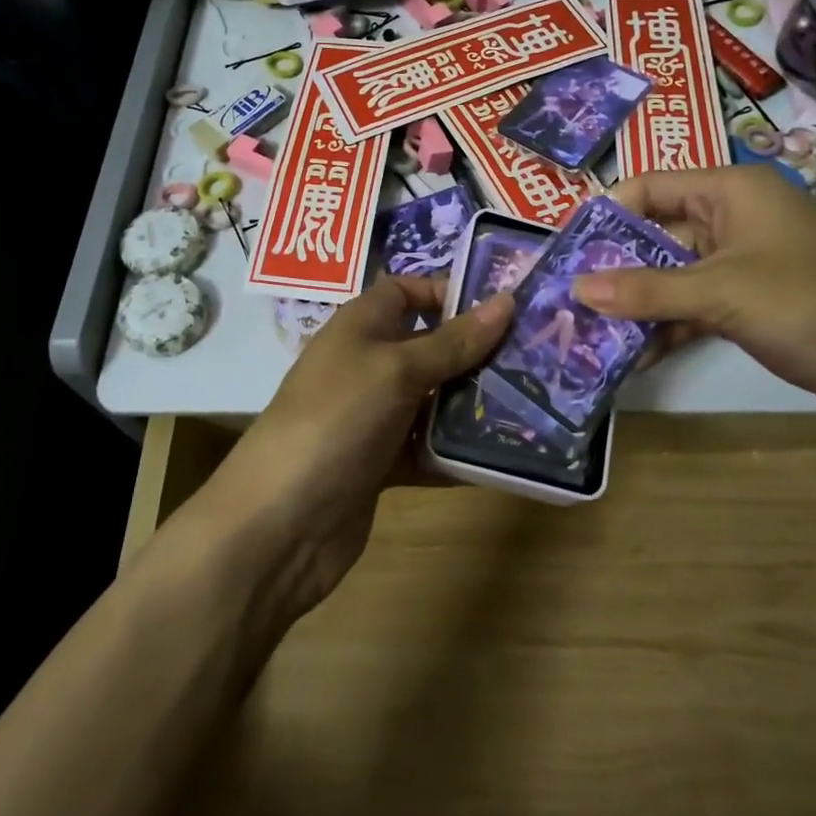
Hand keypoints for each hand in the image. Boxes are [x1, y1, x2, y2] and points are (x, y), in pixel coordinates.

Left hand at [202, 276, 512, 620]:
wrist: (281, 524)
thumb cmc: (337, 420)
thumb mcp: (396, 370)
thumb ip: (453, 341)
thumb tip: (506, 300)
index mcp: (359, 328)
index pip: (404, 292)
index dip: (446, 292)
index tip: (500, 307)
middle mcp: (365, 366)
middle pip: (427, 347)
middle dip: (475, 351)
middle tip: (534, 357)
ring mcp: (372, 418)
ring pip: (432, 400)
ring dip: (473, 403)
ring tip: (533, 403)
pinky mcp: (380, 465)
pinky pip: (427, 449)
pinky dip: (457, 452)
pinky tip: (504, 456)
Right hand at [573, 165, 815, 434]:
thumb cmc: (813, 305)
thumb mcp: (722, 292)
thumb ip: (647, 290)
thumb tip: (576, 287)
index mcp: (731, 191)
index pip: (649, 187)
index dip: (605, 214)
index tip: (564, 249)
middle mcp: (734, 219)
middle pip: (656, 233)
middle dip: (614, 267)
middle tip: (565, 300)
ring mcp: (744, 265)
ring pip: (673, 276)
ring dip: (636, 303)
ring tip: (587, 334)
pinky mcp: (753, 306)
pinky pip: (694, 308)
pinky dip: (666, 327)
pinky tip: (632, 357)